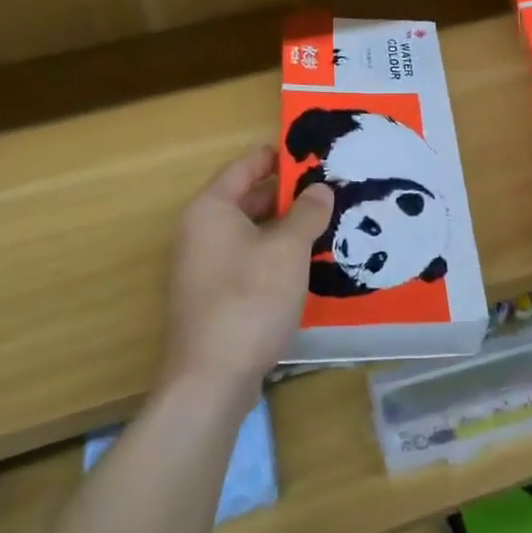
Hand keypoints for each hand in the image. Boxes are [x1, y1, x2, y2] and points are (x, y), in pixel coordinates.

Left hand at [160, 146, 333, 403]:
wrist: (210, 380)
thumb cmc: (249, 300)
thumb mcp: (288, 250)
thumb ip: (307, 213)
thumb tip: (320, 189)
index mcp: (211, 209)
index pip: (245, 165)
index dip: (279, 155)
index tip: (314, 151)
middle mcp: (200, 231)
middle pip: (247, 197)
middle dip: (287, 192)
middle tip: (331, 186)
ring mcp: (204, 265)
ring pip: (250, 230)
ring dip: (284, 224)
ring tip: (327, 219)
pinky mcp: (214, 295)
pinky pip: (248, 258)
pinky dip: (274, 252)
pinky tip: (306, 260)